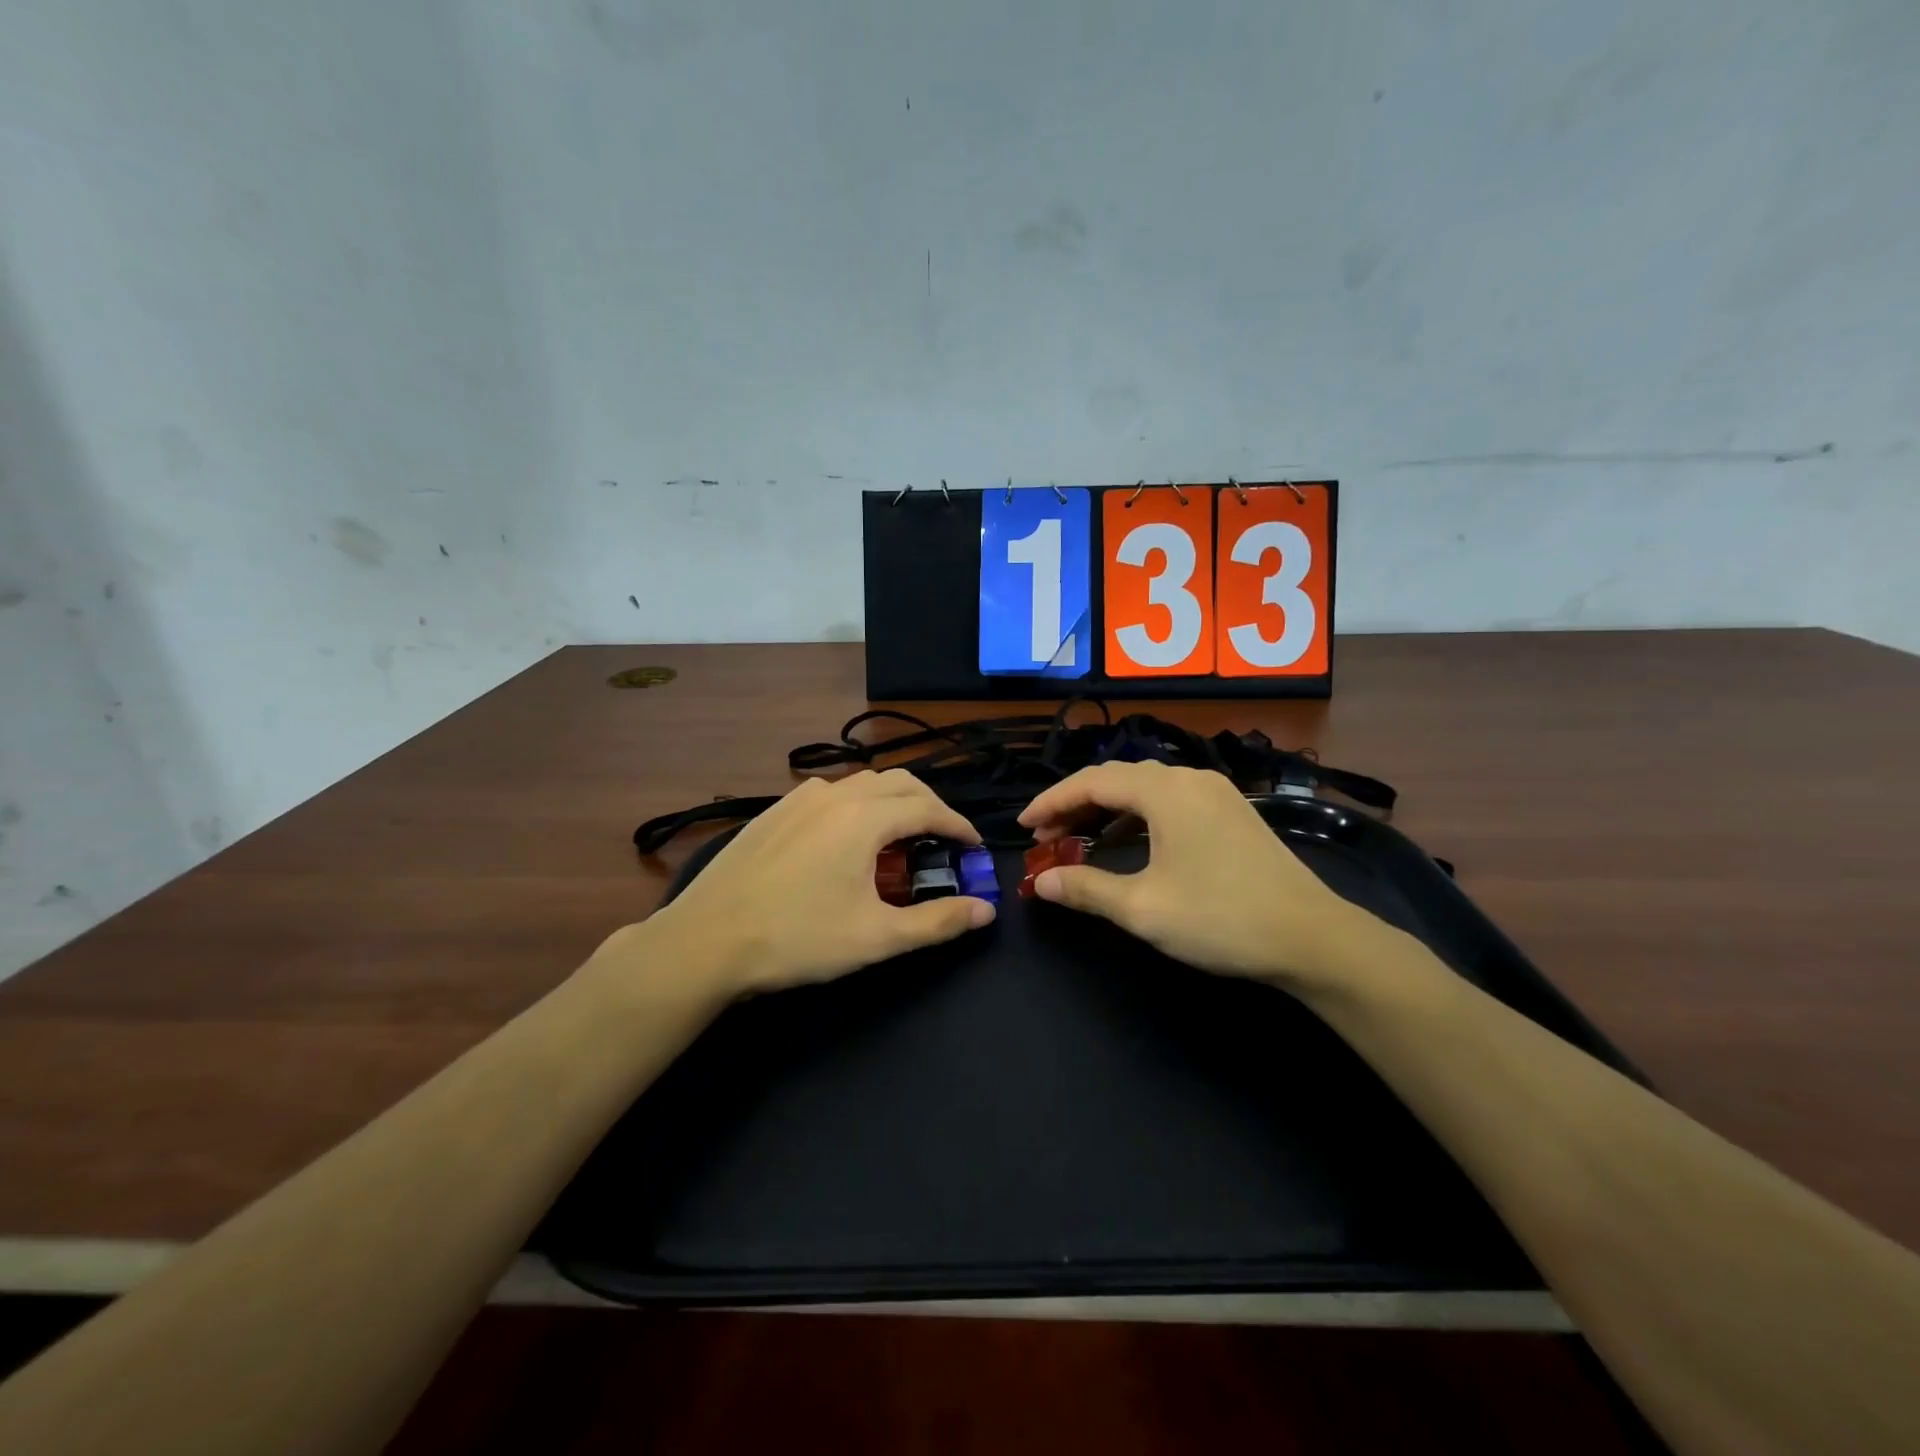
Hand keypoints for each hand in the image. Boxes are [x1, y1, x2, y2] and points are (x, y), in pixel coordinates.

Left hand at [644, 770, 994, 998]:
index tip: (974, 847)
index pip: (929, 808)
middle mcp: (835, 794)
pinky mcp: (774, 810)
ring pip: (864, 783)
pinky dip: (858, 805)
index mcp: (864, 818)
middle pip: (901, 784)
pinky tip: (848, 838)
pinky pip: (832, 793)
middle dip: (931, 807)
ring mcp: (800, 798)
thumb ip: (938, 922)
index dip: (959, 826)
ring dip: (894, 802)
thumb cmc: (798, 939)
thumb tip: (986, 912)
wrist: (706, 941)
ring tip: (902, 837)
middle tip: (944, 841)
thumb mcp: (876, 937)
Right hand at [1018, 761, 1395, 995]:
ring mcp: (1216, 793)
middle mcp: (1189, 778)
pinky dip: (1138, 817)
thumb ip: (1085, 889)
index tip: (1024, 826)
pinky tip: (1130, 844)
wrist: (1313, 938)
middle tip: (1047, 837)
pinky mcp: (1232, 812)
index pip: (1091, 782)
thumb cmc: (1221, 918)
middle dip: (1076, 804)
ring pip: (1145, 789)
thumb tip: (1041, 882)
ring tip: (1080, 840)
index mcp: (1165, 790)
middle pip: (1118, 779)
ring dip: (1107, 810)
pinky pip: (1170, 801)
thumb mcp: (1143, 908)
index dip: (1051, 801)